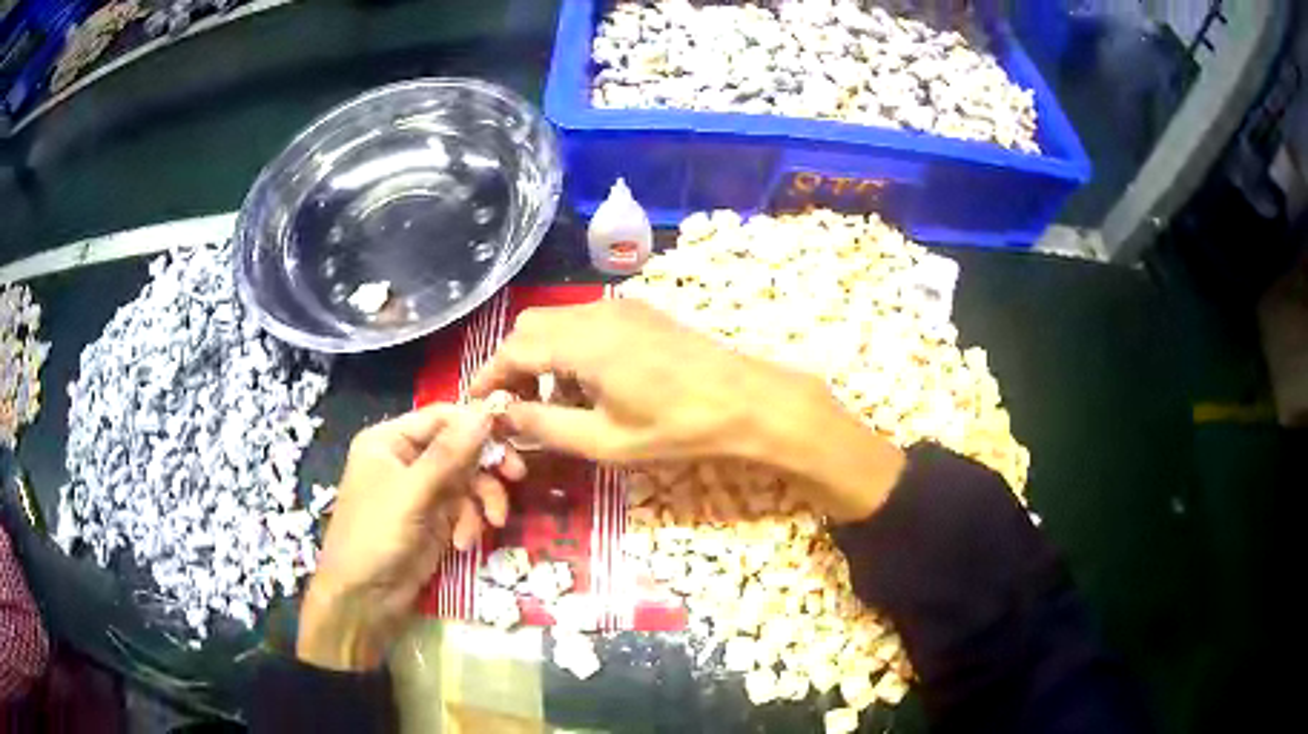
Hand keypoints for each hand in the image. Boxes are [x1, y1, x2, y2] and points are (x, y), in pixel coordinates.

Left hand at [297, 404, 524, 670]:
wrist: (363, 599)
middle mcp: (406, 459)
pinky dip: (470, 523)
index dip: (476, 424)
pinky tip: (464, 544)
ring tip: (492, 524)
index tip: (511, 438)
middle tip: (516, 476)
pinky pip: (464, 508)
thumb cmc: (375, 536)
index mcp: (389, 441)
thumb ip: (450, 454)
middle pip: (459, 448)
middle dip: (484, 468)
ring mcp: (421, 492)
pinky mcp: (434, 520)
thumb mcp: (411, 493)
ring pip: (467, 480)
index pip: (442, 417)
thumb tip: (486, 412)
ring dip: (481, 502)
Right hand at [470, 300, 904, 521]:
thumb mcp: (605, 440)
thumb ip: (546, 427)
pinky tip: (588, 384)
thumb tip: (504, 418)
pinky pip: (584, 322)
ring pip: (557, 322)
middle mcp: (594, 312)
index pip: (513, 350)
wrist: (746, 400)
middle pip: (530, 328)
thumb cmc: (678, 428)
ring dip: (542, 357)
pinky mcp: (638, 311)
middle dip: (514, 366)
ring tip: (554, 404)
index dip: (489, 377)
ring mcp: (619, 307)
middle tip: (517, 409)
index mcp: (582, 342)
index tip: (478, 405)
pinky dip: (569, 348)